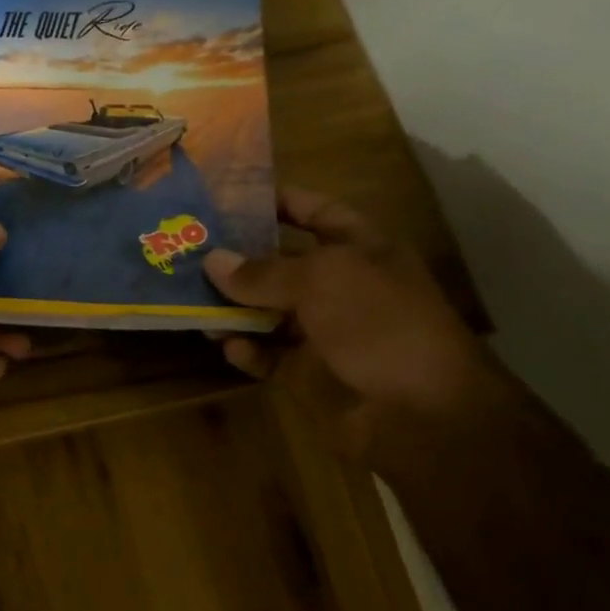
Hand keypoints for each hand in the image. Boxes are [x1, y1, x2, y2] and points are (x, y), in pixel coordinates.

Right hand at [202, 187, 497, 457]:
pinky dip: (247, 351)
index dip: (280, 202)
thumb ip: (263, 271)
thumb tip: (212, 261)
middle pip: (281, 264)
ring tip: (194, 304)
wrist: (419, 411)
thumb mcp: (321, 280)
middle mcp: (341, 287)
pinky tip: (227, 346)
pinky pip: (268, 356)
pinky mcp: (308, 375)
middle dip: (240, 258)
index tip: (230, 199)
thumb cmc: (379, 323)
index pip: (317, 213)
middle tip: (190, 251)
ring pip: (267, 313)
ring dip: (233, 309)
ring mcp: (324, 333)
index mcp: (360, 250)